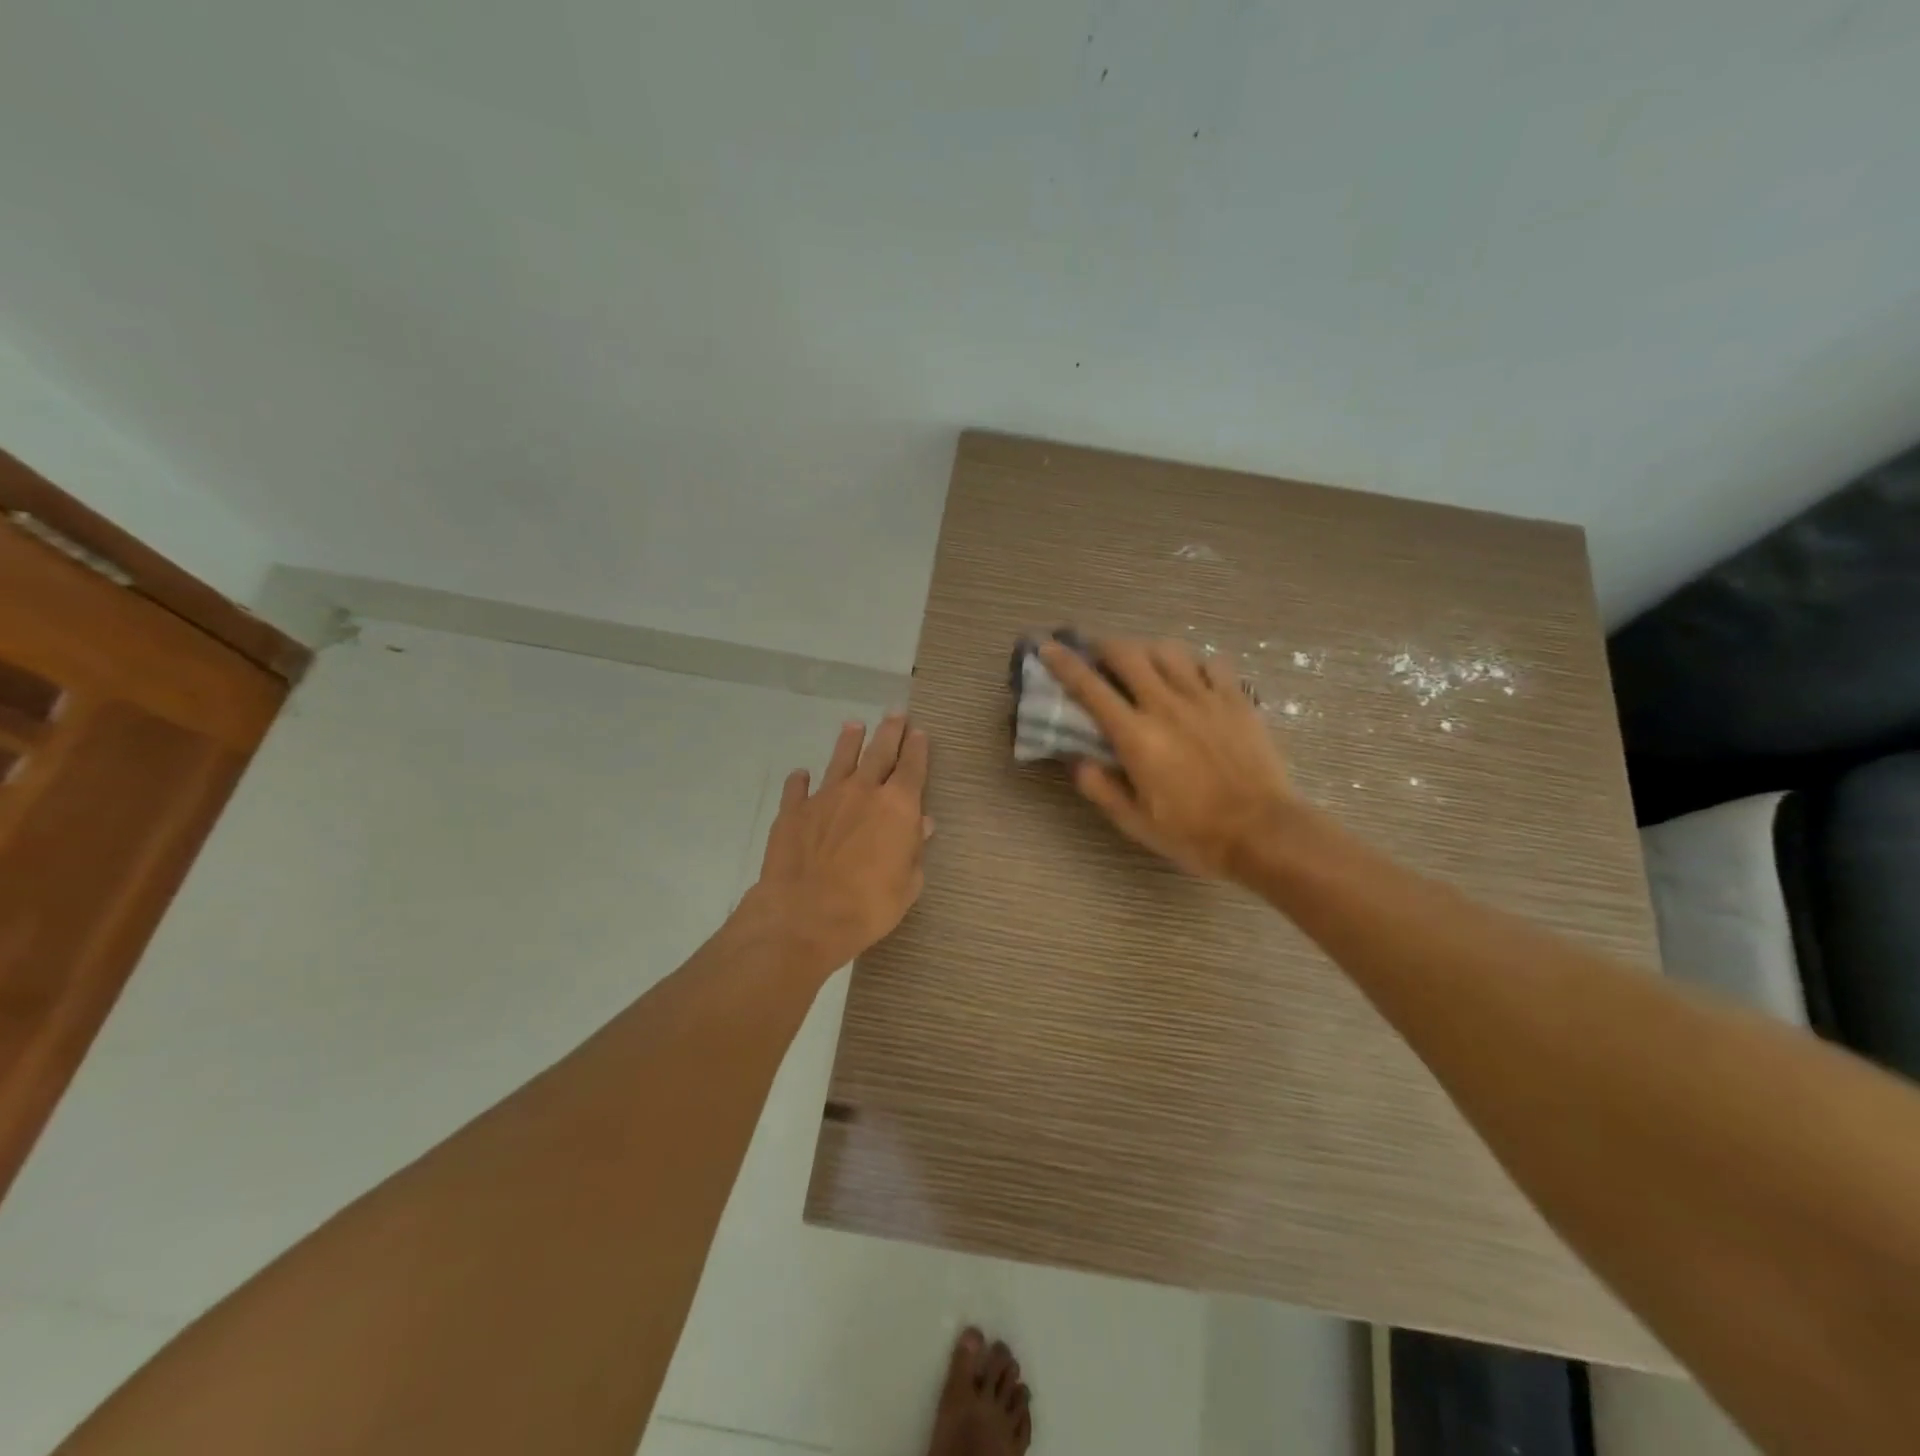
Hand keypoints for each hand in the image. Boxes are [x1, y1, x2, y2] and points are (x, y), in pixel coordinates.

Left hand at [744, 714, 932, 972]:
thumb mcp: (908, 884)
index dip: (918, 748)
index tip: (920, 732)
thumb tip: (922, 824)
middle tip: (895, 713)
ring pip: (840, 759)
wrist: (805, 916)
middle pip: (879, 752)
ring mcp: (825, 797)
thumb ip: (915, 850)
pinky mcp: (793, 811)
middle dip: (890, 731)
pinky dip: (801, 780)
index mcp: (898, 807)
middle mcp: (863, 791)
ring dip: (848, 741)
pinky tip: (801, 775)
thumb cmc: (868, 906)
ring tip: (853, 725)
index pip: (912, 767)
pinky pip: (798, 788)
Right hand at [1041, 639, 1296, 880]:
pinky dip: (1193, 664)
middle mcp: (1166, 705)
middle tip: (1098, 656)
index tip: (1048, 647)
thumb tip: (1077, 760)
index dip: (1064, 664)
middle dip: (1105, 647)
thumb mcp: (1134, 822)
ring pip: (1168, 650)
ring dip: (1147, 651)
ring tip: (1144, 665)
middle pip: (1128, 653)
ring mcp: (1205, 698)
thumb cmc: (1193, 833)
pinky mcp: (1236, 700)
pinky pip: (1211, 663)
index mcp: (1136, 736)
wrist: (1263, 833)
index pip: (1090, 687)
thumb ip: (1100, 787)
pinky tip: (1192, 679)